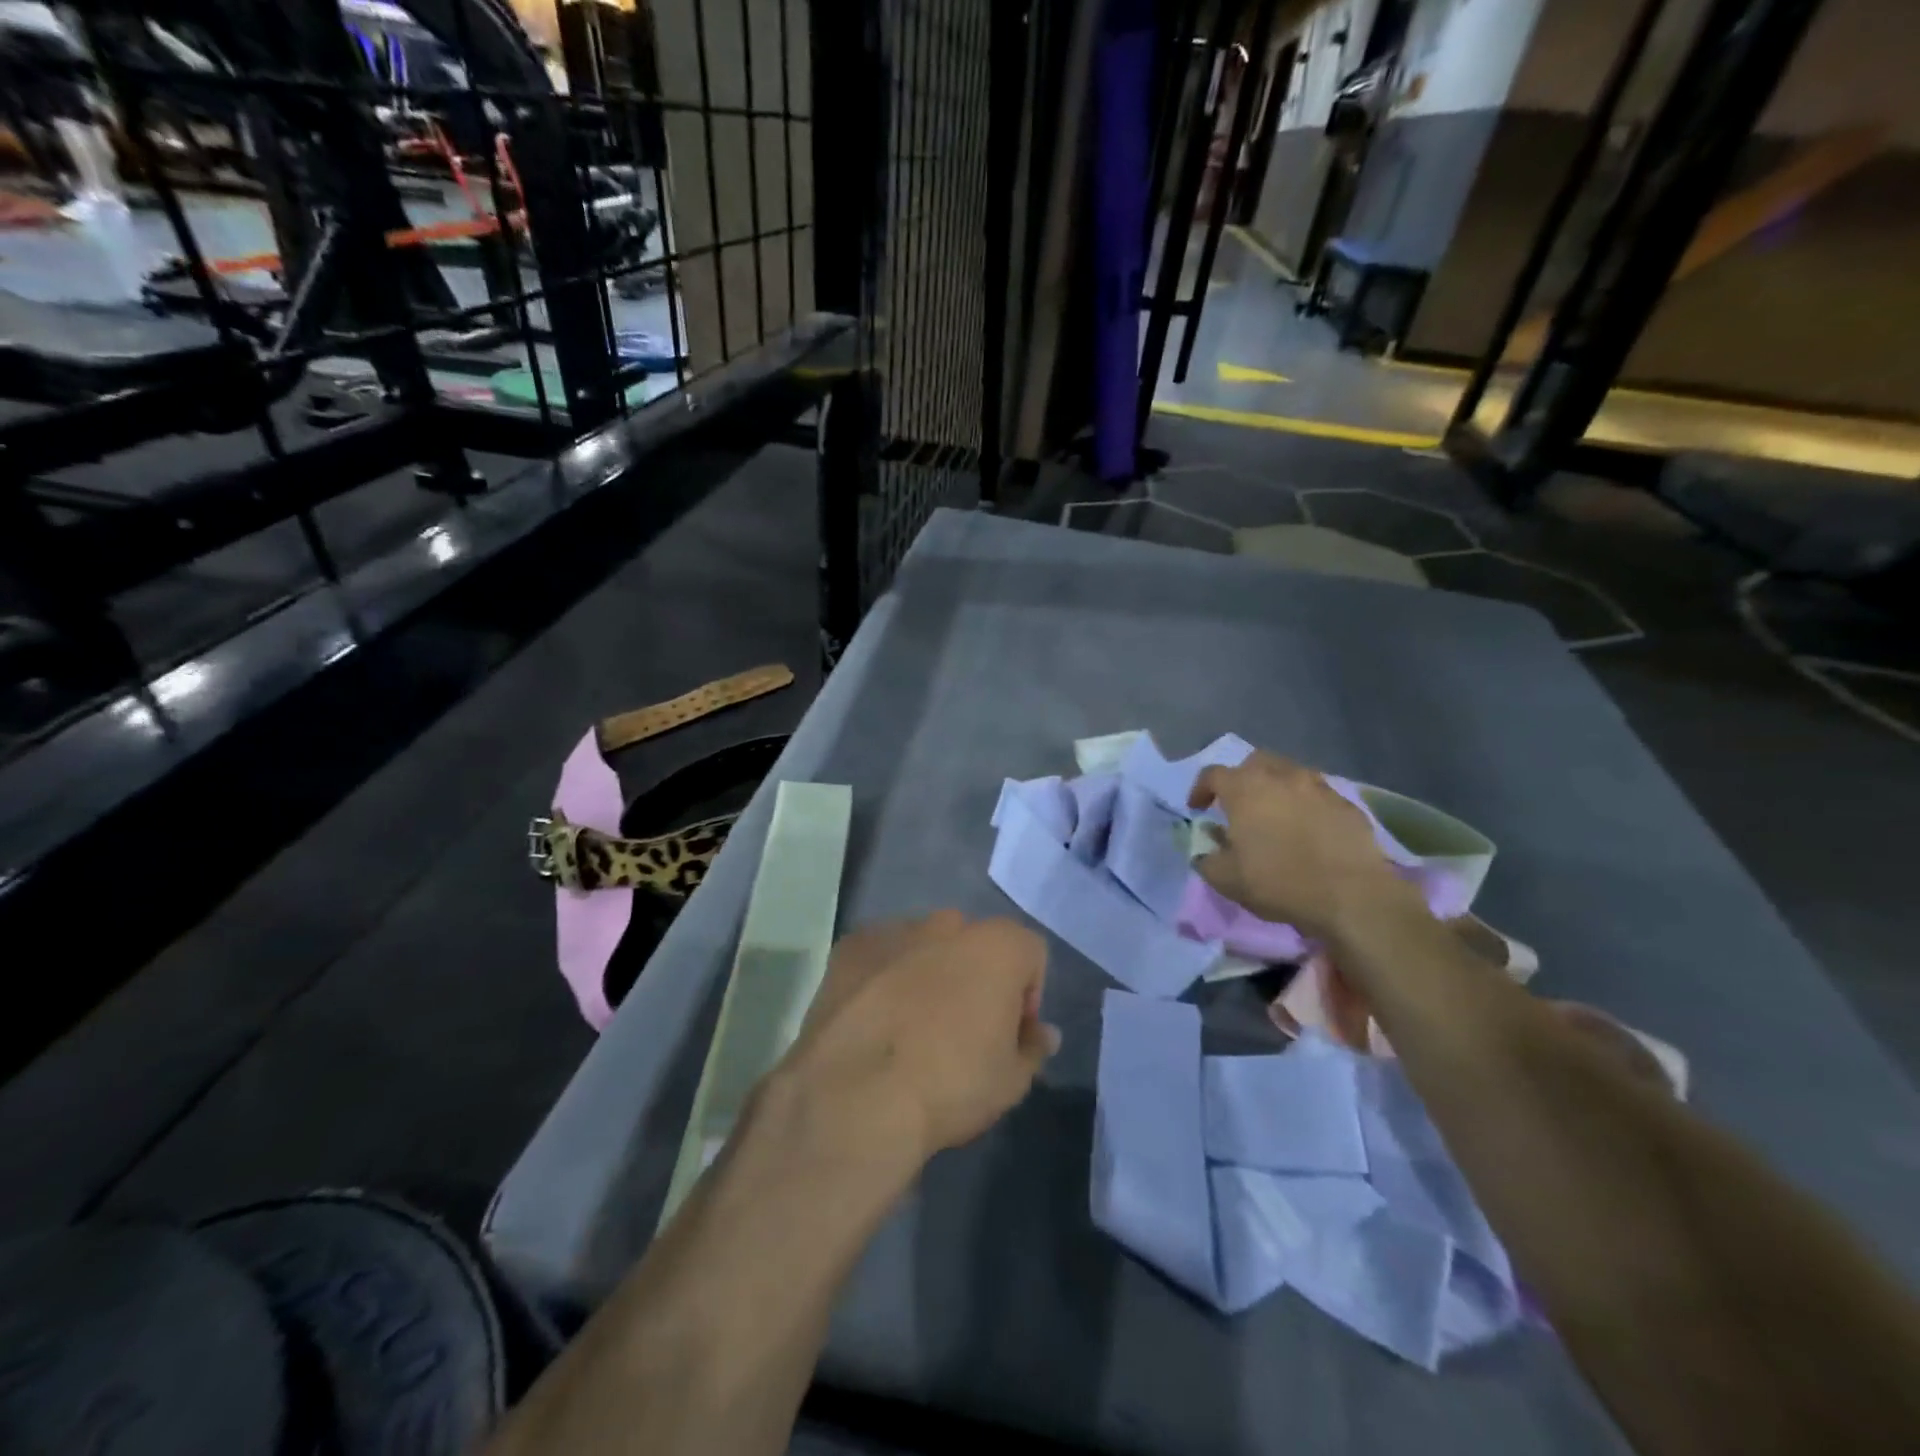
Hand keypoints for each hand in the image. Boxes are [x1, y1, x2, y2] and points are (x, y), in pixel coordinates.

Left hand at [781, 912, 1059, 1164]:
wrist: (854, 1097)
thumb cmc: (949, 1085)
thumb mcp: (1010, 1082)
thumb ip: (1033, 1047)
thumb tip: (1042, 1032)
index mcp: (997, 946)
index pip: (1030, 954)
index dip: (1027, 996)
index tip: (1010, 1036)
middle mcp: (948, 924)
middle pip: (976, 944)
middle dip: (976, 978)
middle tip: (962, 1031)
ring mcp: (895, 930)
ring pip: (926, 946)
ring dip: (929, 973)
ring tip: (911, 1028)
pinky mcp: (850, 947)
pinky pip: (881, 956)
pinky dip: (883, 977)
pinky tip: (873, 1021)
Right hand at [1189, 751, 1415, 940]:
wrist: (1351, 895)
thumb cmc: (1279, 882)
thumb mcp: (1226, 880)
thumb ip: (1207, 859)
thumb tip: (1204, 849)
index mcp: (1245, 789)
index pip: (1213, 774)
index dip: (1200, 789)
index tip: (1197, 808)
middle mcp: (1281, 777)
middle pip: (1254, 762)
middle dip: (1241, 778)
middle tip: (1238, 804)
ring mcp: (1318, 787)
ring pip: (1289, 773)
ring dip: (1276, 788)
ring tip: (1275, 814)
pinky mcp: (1346, 804)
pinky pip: (1318, 794)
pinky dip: (1306, 804)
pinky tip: (1308, 828)